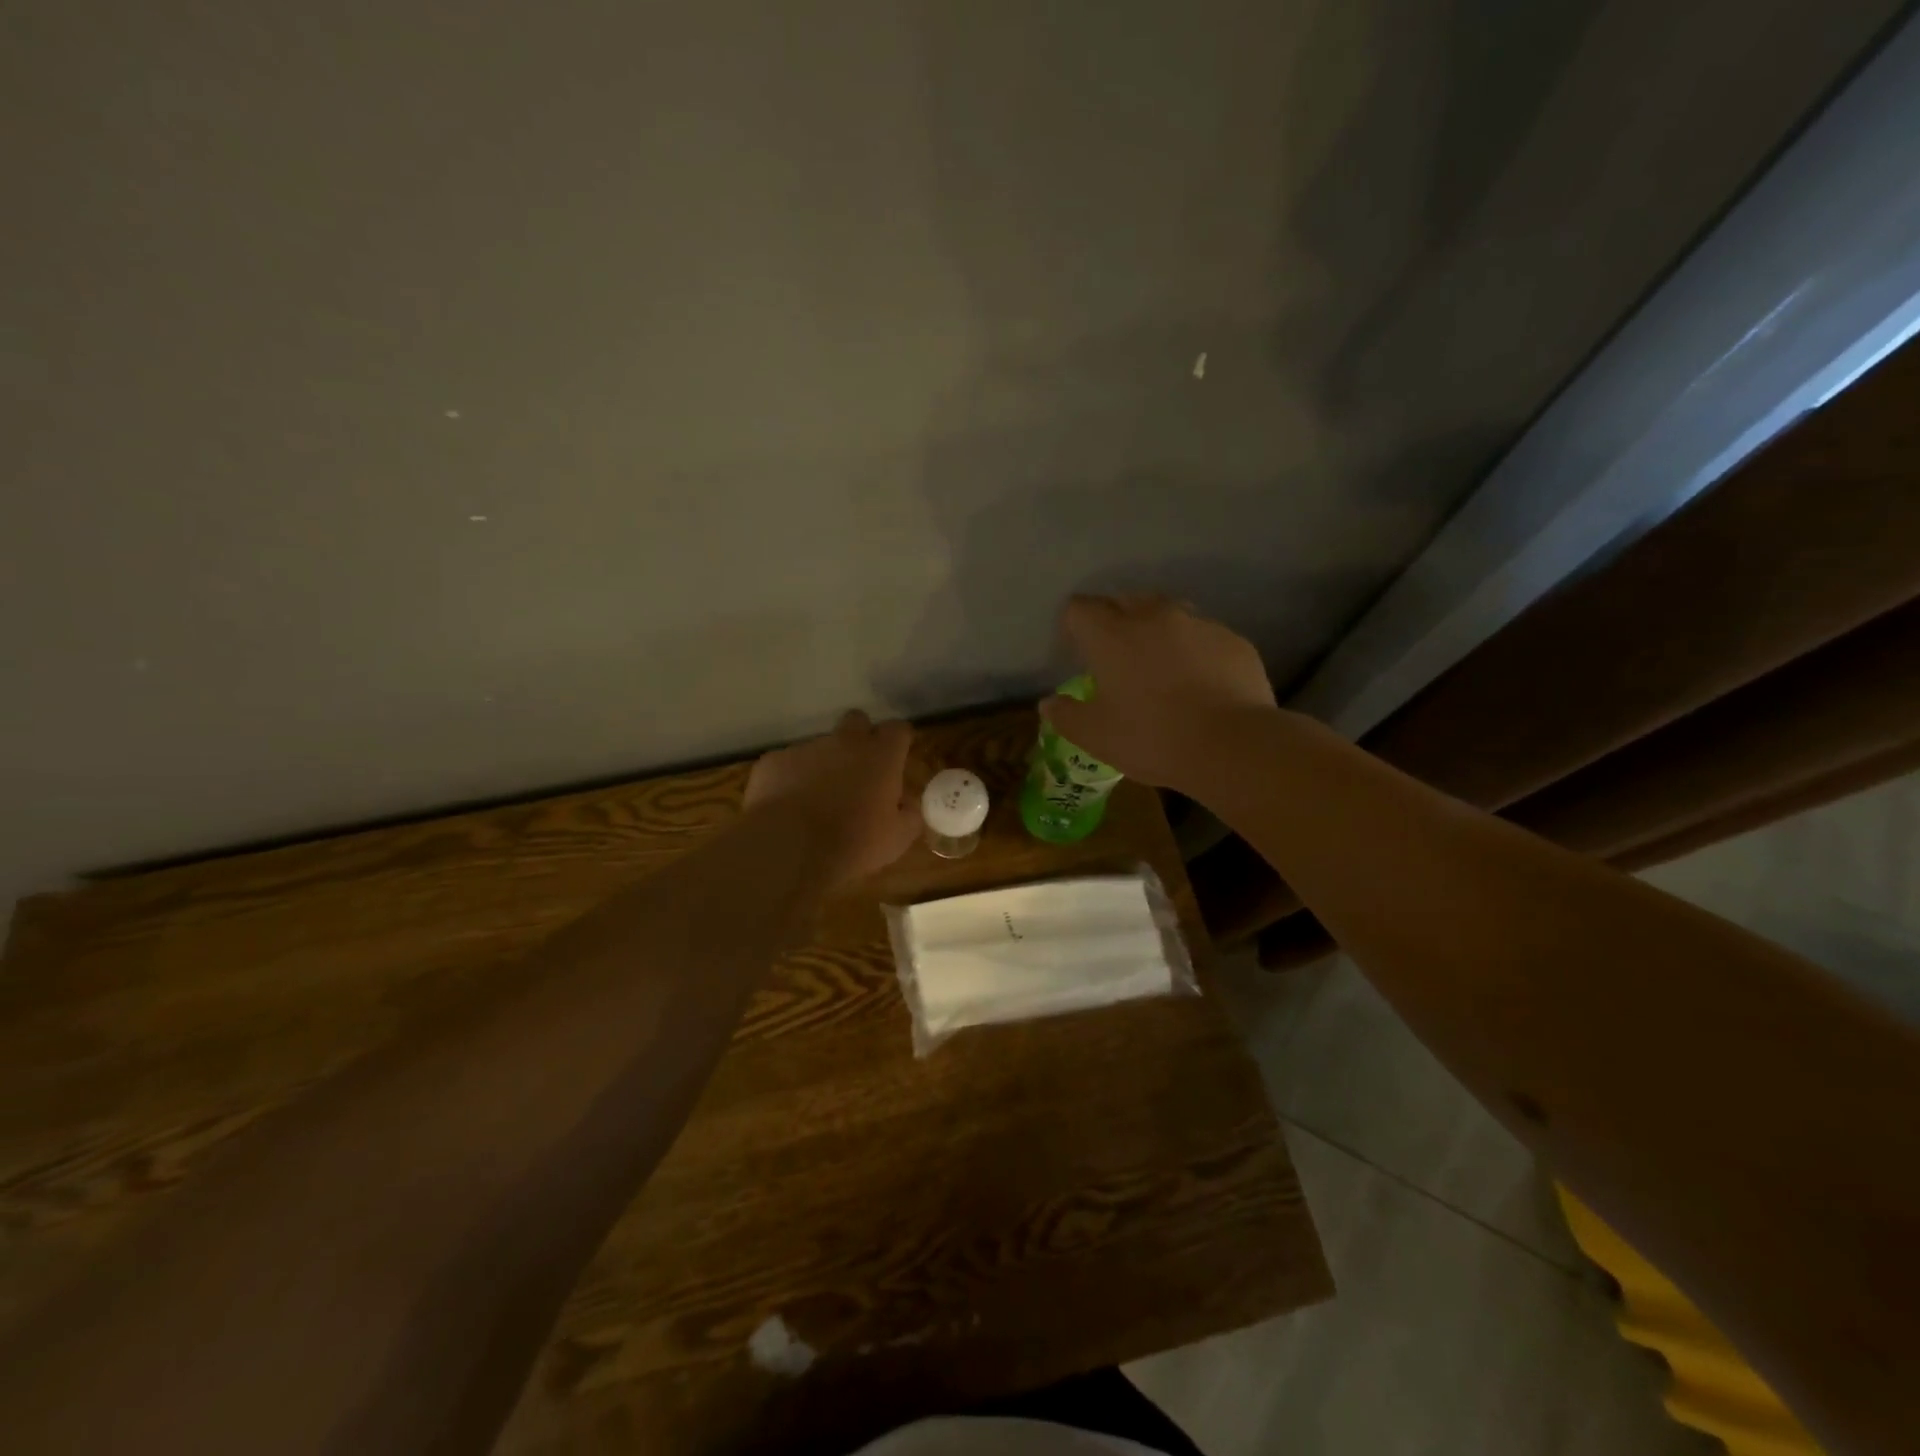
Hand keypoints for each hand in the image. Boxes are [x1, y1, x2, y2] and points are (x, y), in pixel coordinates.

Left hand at [744, 710, 921, 888]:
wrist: (789, 849)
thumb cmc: (853, 843)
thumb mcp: (897, 839)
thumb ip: (910, 815)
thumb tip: (908, 805)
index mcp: (880, 756)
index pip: (897, 729)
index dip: (898, 741)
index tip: (897, 758)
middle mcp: (844, 742)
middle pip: (857, 720)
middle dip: (860, 738)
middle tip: (858, 770)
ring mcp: (806, 748)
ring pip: (820, 745)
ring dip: (824, 764)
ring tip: (817, 799)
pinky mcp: (773, 761)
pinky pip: (787, 763)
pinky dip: (791, 778)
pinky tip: (788, 806)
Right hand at [1041, 594, 1276, 790]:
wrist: (1233, 745)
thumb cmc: (1152, 738)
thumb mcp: (1096, 736)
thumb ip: (1066, 716)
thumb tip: (1048, 704)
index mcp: (1112, 635)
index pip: (1080, 608)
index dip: (1073, 625)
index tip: (1076, 650)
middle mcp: (1153, 616)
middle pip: (1124, 601)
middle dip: (1114, 621)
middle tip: (1115, 657)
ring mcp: (1198, 624)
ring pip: (1167, 613)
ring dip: (1156, 630)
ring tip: (1158, 665)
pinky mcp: (1233, 640)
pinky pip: (1203, 635)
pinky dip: (1193, 650)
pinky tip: (1198, 682)